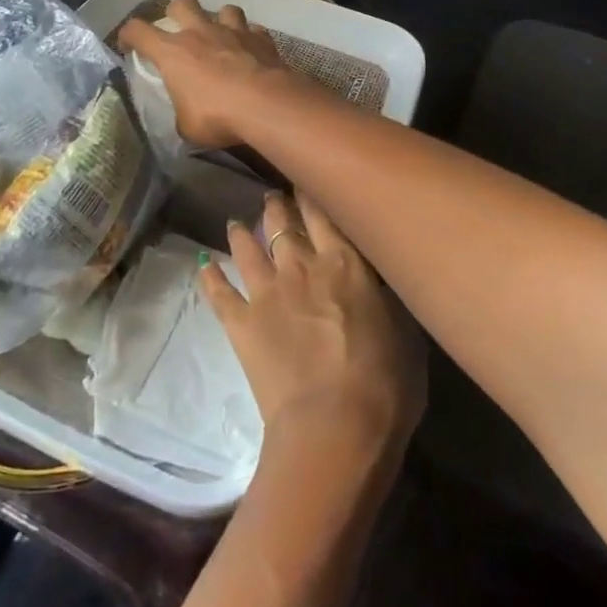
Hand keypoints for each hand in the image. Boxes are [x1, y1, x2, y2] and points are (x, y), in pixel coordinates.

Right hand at [120, 0, 297, 149]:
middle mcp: (200, 32)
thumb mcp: (186, 126)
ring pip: (224, 8)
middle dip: (177, 11)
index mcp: (172, 52)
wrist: (266, 105)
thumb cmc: (216, 116)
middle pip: (182, 2)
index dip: (129, 35)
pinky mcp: (261, 38)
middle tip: (180, 30)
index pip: (137, 30)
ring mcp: (233, 31)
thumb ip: (181, 113)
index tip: (129, 46)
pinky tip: (252, 52)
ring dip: (221, 20)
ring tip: (222, 37)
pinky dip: (250, 38)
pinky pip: (253, 30)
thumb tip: (185, 115)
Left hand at [202, 193, 426, 459]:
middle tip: (270, 196)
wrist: (335, 425)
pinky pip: (219, 292)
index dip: (311, 195)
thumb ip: (384, 297)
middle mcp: (301, 266)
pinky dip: (209, 277)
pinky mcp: (241, 322)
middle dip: (276, 206)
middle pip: (283, 224)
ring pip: (248, 248)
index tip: (303, 180)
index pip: (323, 216)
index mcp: (345, 264)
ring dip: (241, 232)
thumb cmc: (386, 384)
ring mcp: (267, 292)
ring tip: (234, 222)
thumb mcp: (405, 333)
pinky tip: (202, 264)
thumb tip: (376, 280)